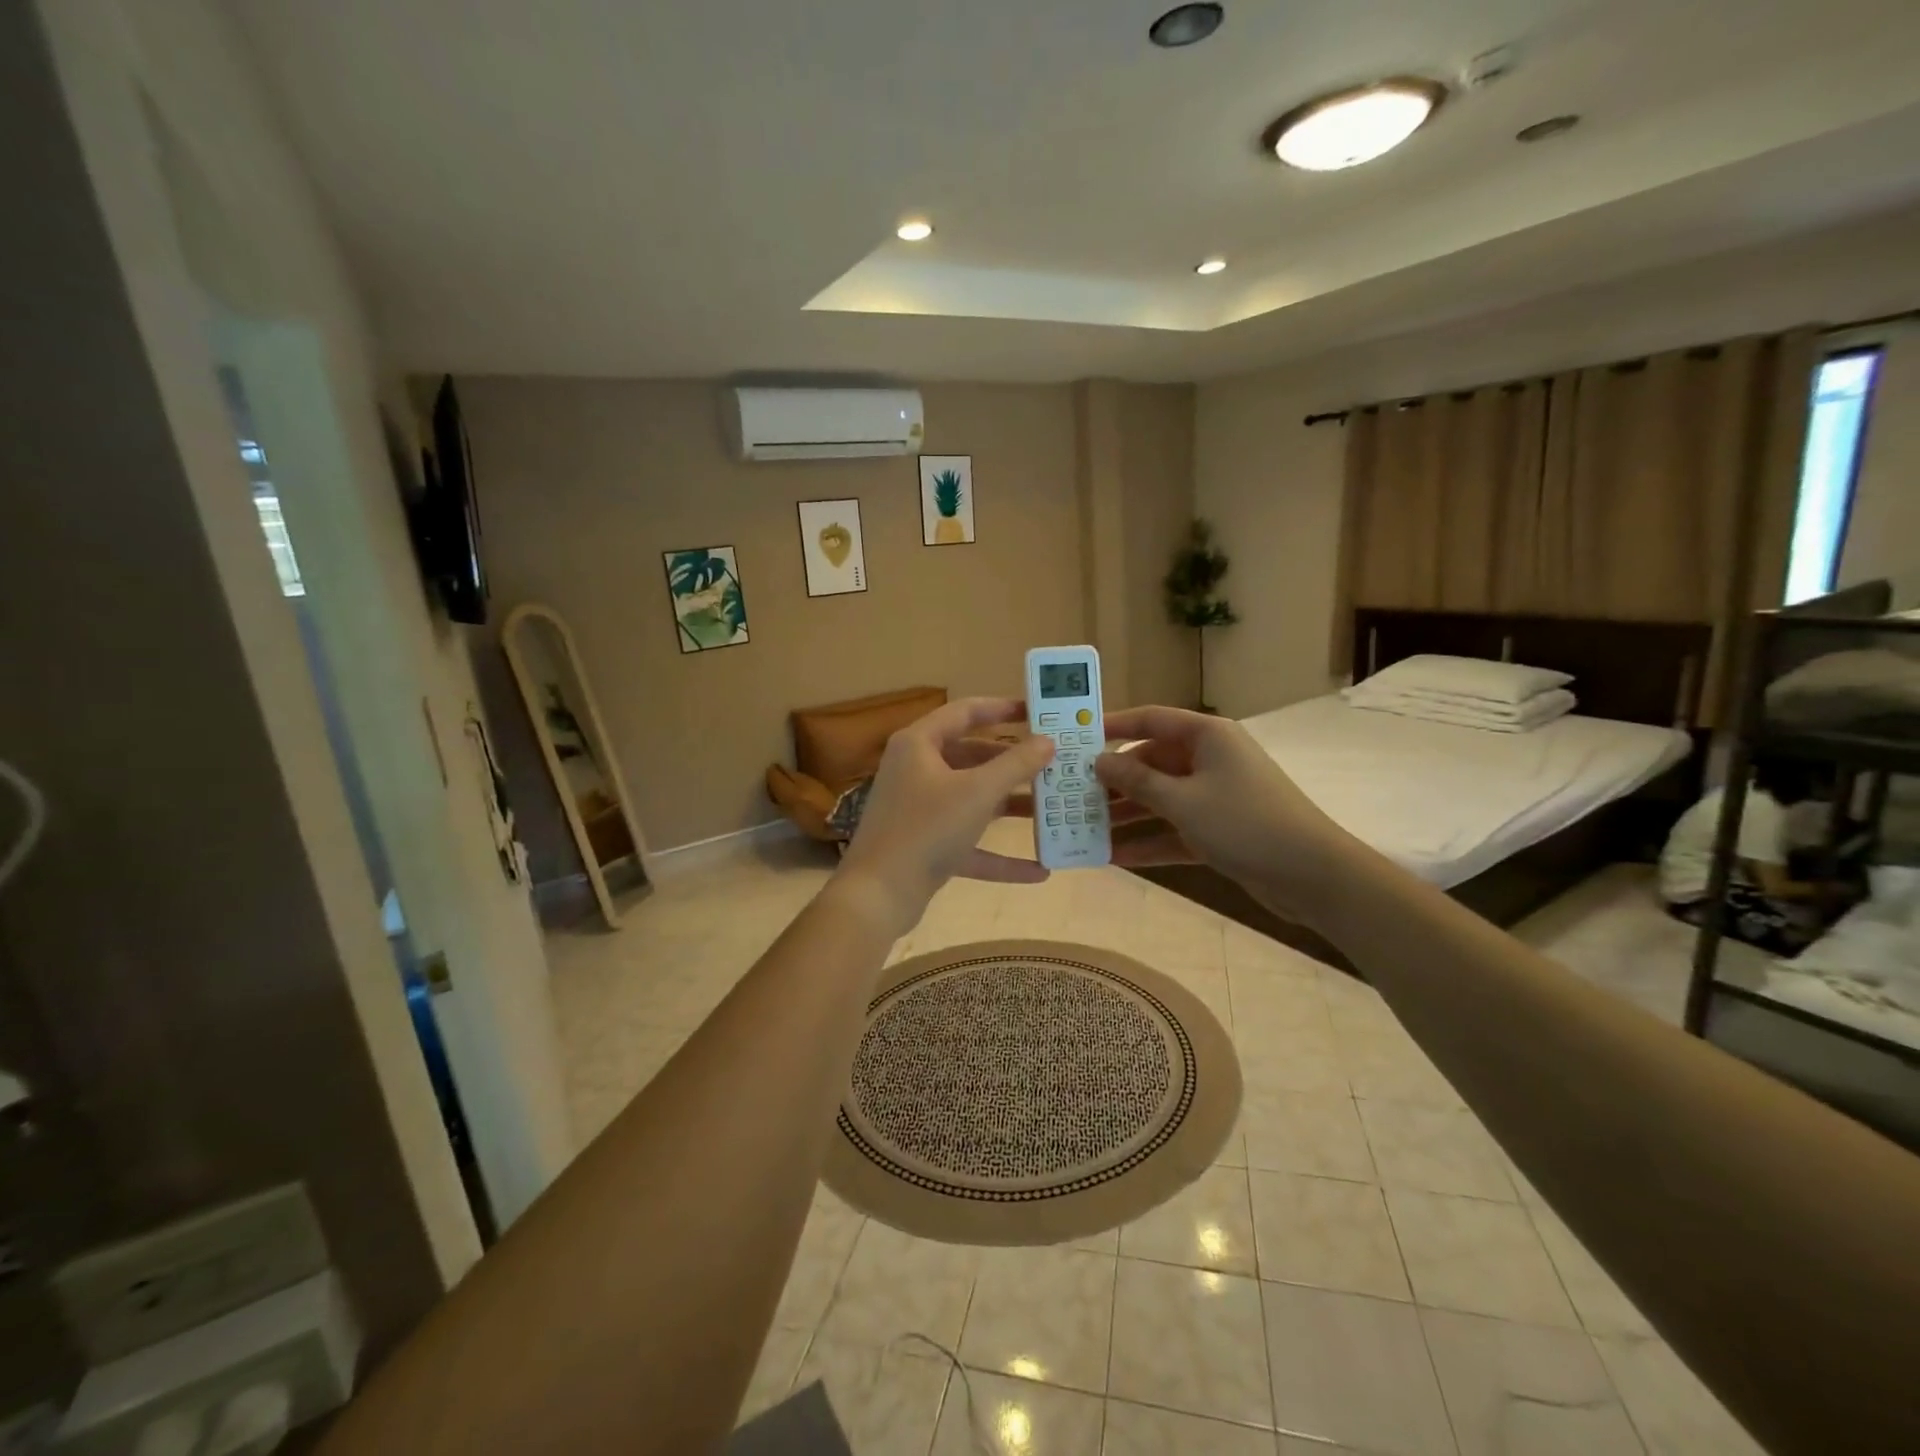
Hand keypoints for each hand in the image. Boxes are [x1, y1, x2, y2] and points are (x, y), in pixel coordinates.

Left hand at [835, 698, 1056, 933]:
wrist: (878, 895)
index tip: (1038, 712)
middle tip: (1053, 763)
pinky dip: (1000, 854)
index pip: (965, 711)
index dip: (1002, 708)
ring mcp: (920, 809)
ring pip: (973, 799)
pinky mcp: (926, 845)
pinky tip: (1039, 870)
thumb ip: (1016, 764)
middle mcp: (917, 770)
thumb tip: (1048, 741)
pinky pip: (969, 842)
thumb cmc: (927, 829)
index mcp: (919, 744)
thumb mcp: (978, 792)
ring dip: (1011, 807)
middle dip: (1013, 763)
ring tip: (1054, 810)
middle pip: (972, 756)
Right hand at [1093, 706, 1353, 920]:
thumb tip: (1099, 761)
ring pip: (1160, 800)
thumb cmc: (1244, 822)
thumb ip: (1136, 781)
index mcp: (1206, 736)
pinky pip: (1174, 830)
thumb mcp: (1182, 800)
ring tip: (1083, 829)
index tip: (1076, 737)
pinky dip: (1149, 841)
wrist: (1312, 875)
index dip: (1112, 726)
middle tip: (1071, 795)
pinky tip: (1114, 858)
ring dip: (1126, 816)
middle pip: (1151, 763)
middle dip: (1114, 782)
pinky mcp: (1219, 830)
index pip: (1150, 719)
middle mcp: (1209, 759)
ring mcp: (1215, 796)